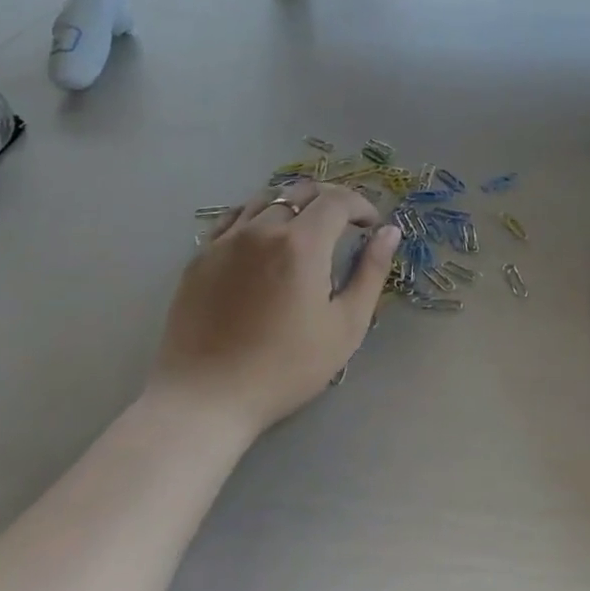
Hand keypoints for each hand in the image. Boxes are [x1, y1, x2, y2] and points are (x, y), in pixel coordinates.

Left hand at [150, 180, 399, 434]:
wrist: (205, 400)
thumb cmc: (285, 368)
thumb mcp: (346, 325)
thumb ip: (371, 272)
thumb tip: (389, 232)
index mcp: (301, 243)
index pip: (337, 199)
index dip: (361, 206)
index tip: (370, 227)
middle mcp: (262, 229)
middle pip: (301, 191)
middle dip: (330, 200)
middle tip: (344, 225)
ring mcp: (225, 240)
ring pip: (266, 199)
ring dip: (294, 205)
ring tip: (305, 231)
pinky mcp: (200, 257)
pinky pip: (234, 218)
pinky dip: (258, 217)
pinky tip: (264, 241)